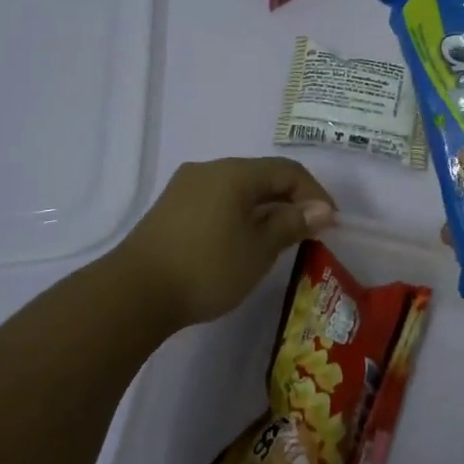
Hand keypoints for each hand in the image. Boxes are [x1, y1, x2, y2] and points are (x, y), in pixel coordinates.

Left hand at [112, 157, 335, 333]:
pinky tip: (241, 244)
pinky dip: (239, 216)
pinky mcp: (170, 210)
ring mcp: (185, 188)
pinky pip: (217, 202)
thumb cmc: (207, 267)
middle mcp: (209, 170)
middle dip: (290, 201)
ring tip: (277, 241)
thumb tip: (321, 209)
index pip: (287, 170)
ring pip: (238, 191)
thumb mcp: (260, 248)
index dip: (315, 193)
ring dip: (264, 210)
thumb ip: (292, 223)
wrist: (134, 293)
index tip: (330, 224)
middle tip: (307, 232)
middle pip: (262, 177)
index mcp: (235, 172)